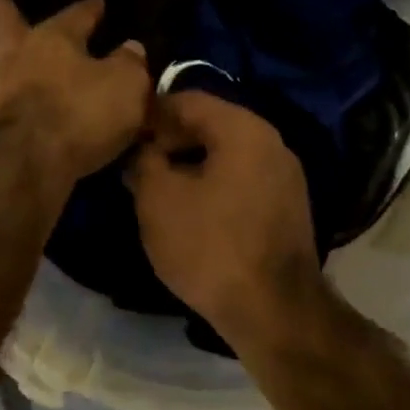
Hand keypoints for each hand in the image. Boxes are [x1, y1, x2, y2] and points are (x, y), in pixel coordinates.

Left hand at [0, 0, 150, 187]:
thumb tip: (130, 48)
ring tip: (6, 51)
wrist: (29, 162)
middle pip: (4, 20)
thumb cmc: (81, 112)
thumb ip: (130, 63)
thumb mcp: (126, 85)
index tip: (97, 2)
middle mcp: (19, 53)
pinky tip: (13, 96)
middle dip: (4, 6)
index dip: (90, 8)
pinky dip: (4, 92)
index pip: (76, 13)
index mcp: (54, 36)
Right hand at [126, 91, 323, 348]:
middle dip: (169, 141)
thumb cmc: (209, 246)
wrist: (273, 310)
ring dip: (189, 166)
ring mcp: (285, 176)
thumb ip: (143, 162)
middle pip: (210, 125)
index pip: (187, 99)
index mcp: (243, 129)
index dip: (149, 114)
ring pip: (226, 155)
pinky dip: (213, 186)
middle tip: (136, 167)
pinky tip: (190, 213)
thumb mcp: (158, 200)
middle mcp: (271, 142)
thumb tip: (141, 151)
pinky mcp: (287, 207)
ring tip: (158, 192)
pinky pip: (241, 181)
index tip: (122, 136)